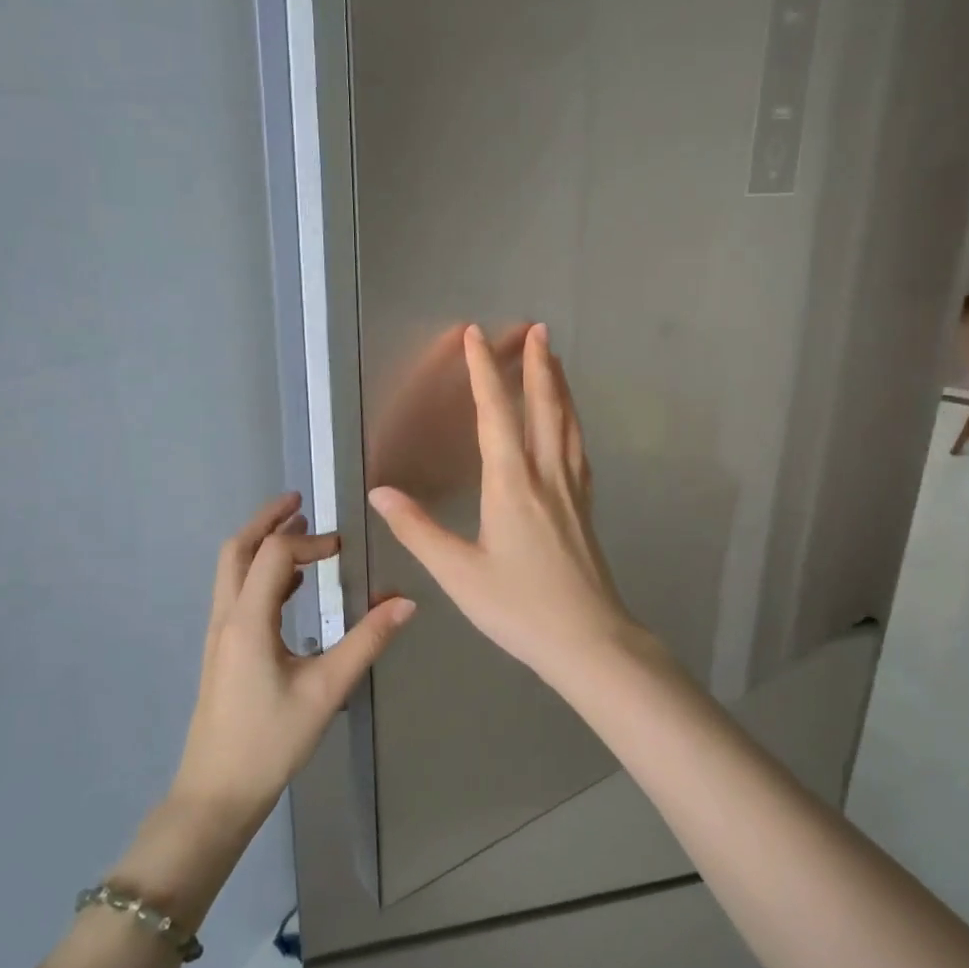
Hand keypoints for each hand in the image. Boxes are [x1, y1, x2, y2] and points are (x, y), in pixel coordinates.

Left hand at [171, 493, 416, 825]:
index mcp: (248, 621)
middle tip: (300, 503)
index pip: (273, 554)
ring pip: (232, 571)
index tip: (343, 549)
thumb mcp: (326, 690)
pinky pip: (238, 594)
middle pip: (237, 550)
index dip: (309, 542)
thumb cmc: (270, 742)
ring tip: (299, 534)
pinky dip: (262, 574)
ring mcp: (220, 635)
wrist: (216, 794)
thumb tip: (406, 602)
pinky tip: (292, 588)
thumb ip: (366, 642)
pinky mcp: (223, 652)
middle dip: (266, 521)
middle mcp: (227, 618)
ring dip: (261, 544)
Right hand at [368, 324, 637, 689]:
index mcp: (512, 484)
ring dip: (559, 386)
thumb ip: (418, 530)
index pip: (495, 414)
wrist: (588, 639)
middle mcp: (546, 475)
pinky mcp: (585, 507)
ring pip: (567, 423)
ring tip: (555, 358)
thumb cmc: (519, 608)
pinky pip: (578, 448)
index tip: (475, 335)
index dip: (483, 371)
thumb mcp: (458, 574)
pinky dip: (572, 421)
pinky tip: (570, 423)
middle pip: (544, 407)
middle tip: (536, 328)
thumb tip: (380, 493)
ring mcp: (572, 489)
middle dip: (537, 364)